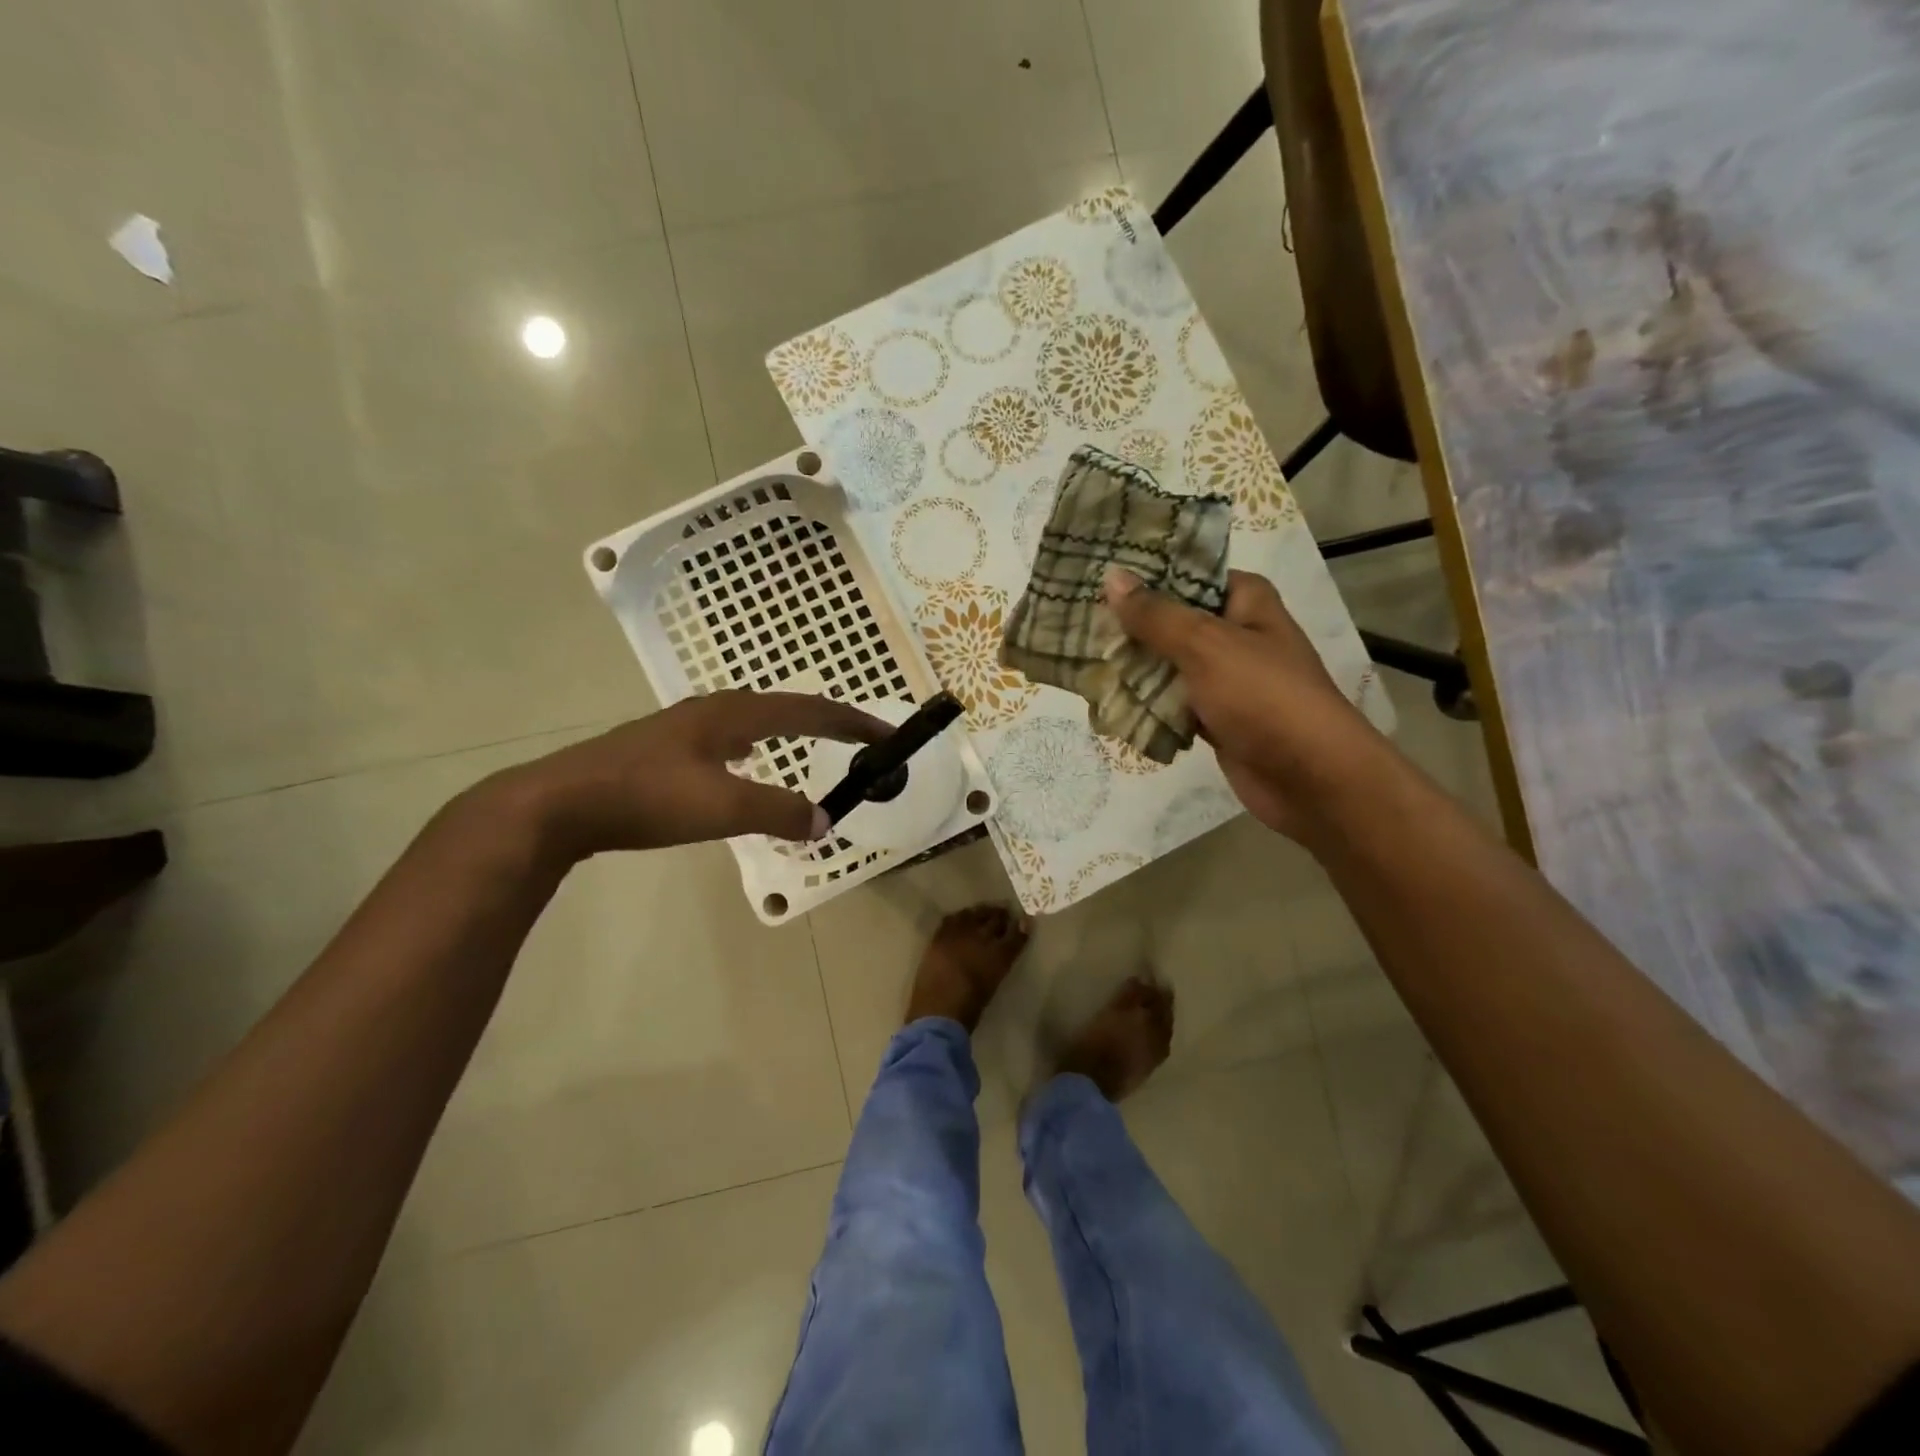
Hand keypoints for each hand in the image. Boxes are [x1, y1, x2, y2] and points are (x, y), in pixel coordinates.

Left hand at [494, 691, 890, 861]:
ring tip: (813, 741)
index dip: (853, 721)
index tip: (888, 734)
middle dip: (828, 720)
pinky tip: (746, 763)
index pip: (809, 709)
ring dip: (792, 728)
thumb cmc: (647, 798)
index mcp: (735, 714)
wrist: (560, 803)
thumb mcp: (723, 808)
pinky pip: (732, 737)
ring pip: (755, 719)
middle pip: (786, 706)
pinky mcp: (665, 747)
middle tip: (859, 738)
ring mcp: (686, 726)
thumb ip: (779, 812)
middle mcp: (715, 710)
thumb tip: (826, 819)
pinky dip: (759, 745)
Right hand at [1104, 567, 1380, 841]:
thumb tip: (1112, 577)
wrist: (1310, 777)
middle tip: (1074, 620)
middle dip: (1129, 624)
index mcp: (1245, 602)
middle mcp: (1236, 634)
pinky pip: (1171, 702)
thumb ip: (1155, 614)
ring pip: (1168, 664)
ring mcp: (1225, 678)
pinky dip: (1145, 702)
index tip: (1096, 574)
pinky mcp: (1215, 717)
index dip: (1145, 573)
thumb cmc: (1263, 696)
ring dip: (1132, 666)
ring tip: (1078, 657)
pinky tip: (1105, 698)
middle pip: (1172, 620)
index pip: (1189, 573)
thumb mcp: (1206, 645)